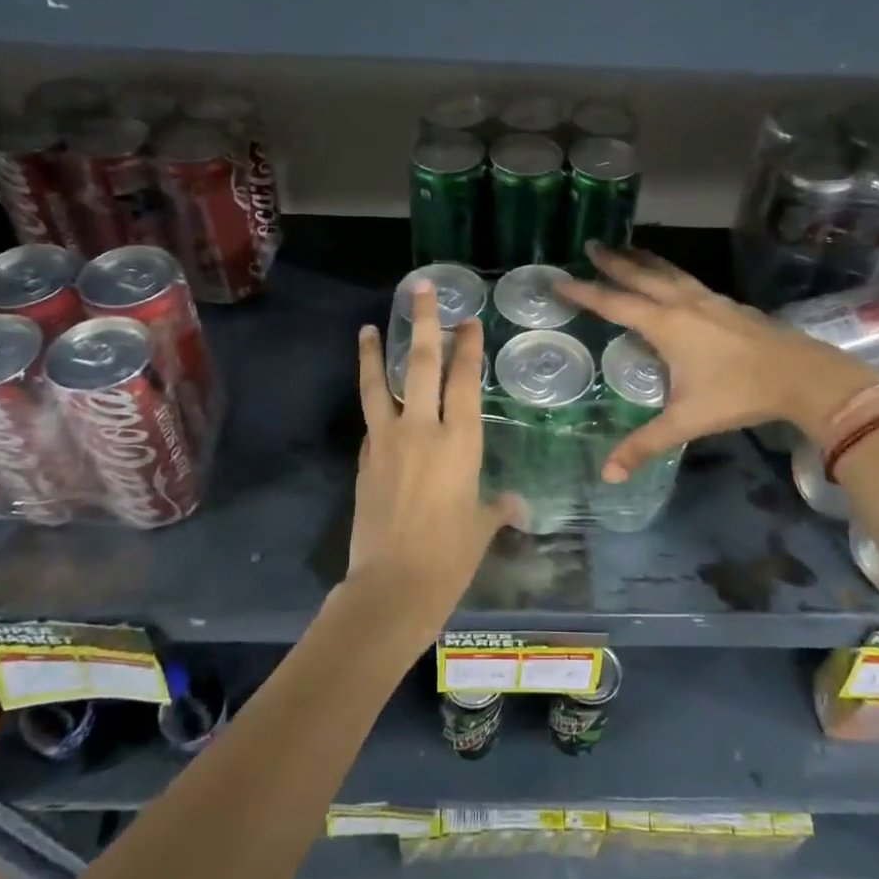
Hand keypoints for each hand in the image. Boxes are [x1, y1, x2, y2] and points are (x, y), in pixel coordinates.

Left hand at [348, 280, 520, 630]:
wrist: (392, 587)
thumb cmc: (450, 558)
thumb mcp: (482, 529)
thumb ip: (496, 509)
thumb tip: (513, 505)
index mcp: (460, 443)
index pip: (464, 381)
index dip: (467, 347)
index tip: (467, 320)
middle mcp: (422, 431)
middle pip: (421, 365)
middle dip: (424, 324)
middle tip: (421, 290)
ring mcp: (387, 443)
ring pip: (380, 384)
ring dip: (375, 352)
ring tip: (370, 326)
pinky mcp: (365, 460)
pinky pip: (371, 420)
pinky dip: (372, 401)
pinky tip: (374, 394)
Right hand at [558, 245, 878, 479]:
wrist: (802, 375)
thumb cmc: (738, 394)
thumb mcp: (686, 421)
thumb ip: (645, 445)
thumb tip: (608, 475)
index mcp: (665, 324)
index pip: (614, 303)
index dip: (584, 291)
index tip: (558, 278)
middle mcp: (682, 303)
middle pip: (640, 275)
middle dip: (613, 261)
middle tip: (592, 244)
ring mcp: (709, 299)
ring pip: (668, 271)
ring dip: (643, 260)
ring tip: (627, 249)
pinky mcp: (729, 303)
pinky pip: (687, 280)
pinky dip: (669, 272)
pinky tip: (673, 281)